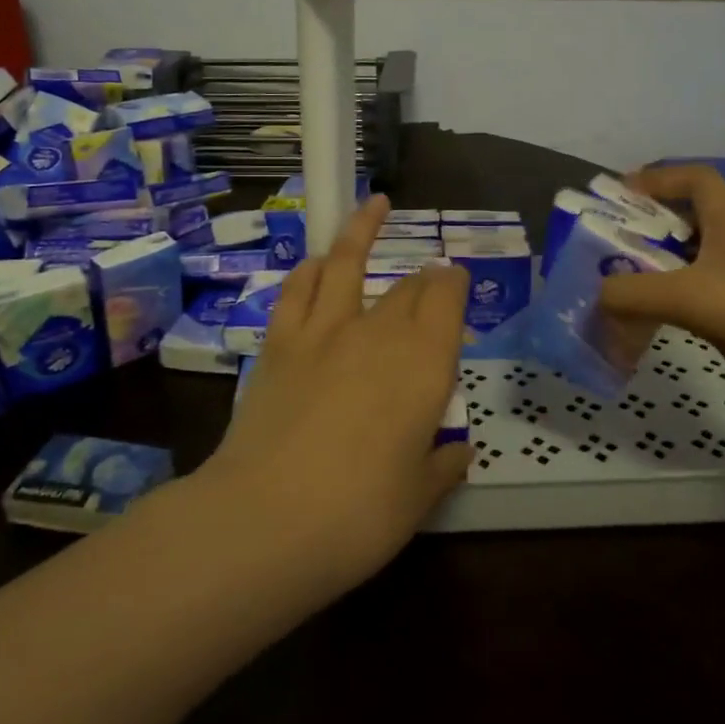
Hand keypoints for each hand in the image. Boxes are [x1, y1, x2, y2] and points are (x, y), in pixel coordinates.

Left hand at [202, 194, 472, 591]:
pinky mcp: (280, 342)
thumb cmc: (359, 514)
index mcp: (425, 364)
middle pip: (407, 287)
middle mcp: (379, 333)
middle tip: (430, 275)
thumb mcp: (417, 498)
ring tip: (375, 204)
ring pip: (347, 262)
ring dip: (363, 228)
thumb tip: (458, 452)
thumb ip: (442, 467)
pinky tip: (316, 259)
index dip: (455, 284)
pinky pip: (298, 289)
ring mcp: (324, 331)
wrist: (266, 519)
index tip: (457, 280)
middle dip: (424, 277)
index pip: (447, 301)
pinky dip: (311, 268)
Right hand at [597, 165, 724, 447]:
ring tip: (608, 293)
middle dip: (640, 233)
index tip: (616, 196)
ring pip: (684, 271)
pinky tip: (640, 329)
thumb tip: (594, 297)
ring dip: (648, 277)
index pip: (695, 180)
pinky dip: (664, 313)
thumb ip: (632, 293)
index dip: (657, 180)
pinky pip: (692, 309)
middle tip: (597, 252)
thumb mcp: (691, 295)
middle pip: (683, 226)